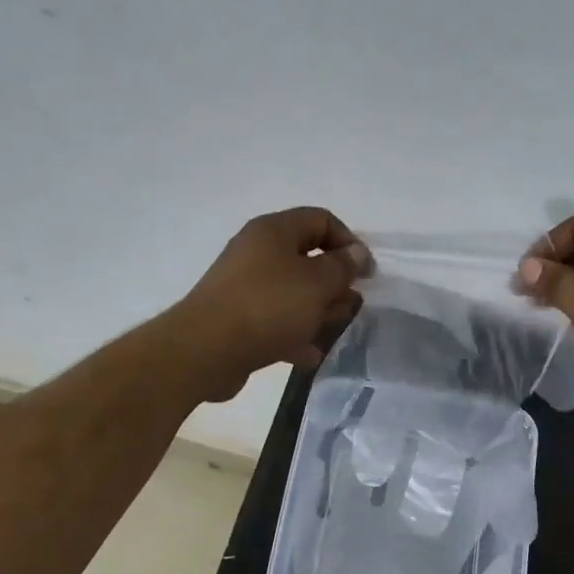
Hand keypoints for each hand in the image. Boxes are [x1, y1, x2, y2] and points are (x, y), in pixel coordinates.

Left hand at [171, 207, 368, 400]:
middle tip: (350, 307)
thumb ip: (342, 266)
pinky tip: (310, 354)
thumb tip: (356, 253)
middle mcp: (257, 252)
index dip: (349, 242)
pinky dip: (294, 334)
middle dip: (335, 283)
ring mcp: (245, 286)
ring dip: (318, 311)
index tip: (366, 274)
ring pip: (293, 293)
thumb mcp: (317, 282)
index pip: (321, 220)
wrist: (206, 349)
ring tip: (333, 332)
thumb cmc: (268, 306)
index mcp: (274, 231)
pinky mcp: (238, 319)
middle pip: (307, 258)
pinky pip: (275, 320)